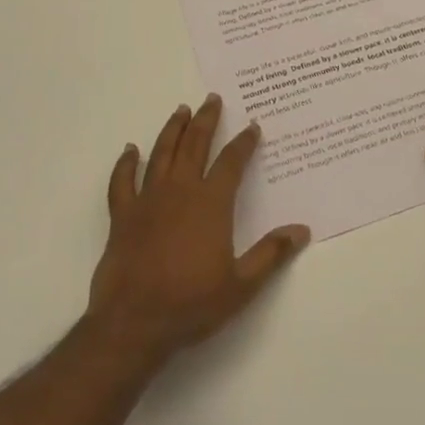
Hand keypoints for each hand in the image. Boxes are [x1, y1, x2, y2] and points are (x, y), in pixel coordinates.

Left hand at [86, 94, 310, 369]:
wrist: (134, 324)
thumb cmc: (191, 304)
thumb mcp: (241, 285)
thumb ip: (271, 254)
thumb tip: (302, 230)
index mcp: (211, 203)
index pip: (232, 162)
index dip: (244, 142)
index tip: (252, 125)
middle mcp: (180, 191)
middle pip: (195, 145)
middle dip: (206, 120)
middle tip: (212, 99)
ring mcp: (148, 200)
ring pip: (161, 154)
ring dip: (173, 130)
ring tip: (181, 110)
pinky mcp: (122, 216)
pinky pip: (122, 181)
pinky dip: (125, 163)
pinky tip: (130, 150)